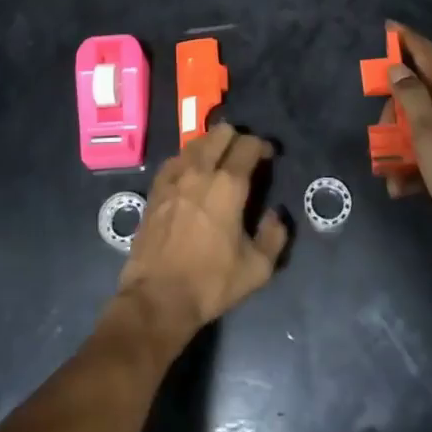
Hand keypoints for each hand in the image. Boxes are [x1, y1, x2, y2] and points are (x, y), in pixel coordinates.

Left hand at [116, 123, 288, 352]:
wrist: (158, 297)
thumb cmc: (211, 282)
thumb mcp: (257, 268)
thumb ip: (274, 236)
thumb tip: (275, 214)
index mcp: (229, 185)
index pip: (248, 145)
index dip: (261, 146)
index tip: (267, 156)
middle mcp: (201, 171)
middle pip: (220, 134)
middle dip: (236, 138)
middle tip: (243, 155)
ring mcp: (174, 177)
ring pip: (195, 142)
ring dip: (211, 145)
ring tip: (218, 160)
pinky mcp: (155, 189)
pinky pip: (175, 160)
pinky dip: (187, 159)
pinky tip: (191, 173)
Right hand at [383, 22, 431, 252]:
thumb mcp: (431, 138)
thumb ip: (413, 100)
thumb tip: (397, 67)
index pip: (428, 57)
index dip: (407, 40)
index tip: (389, 26)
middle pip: (419, 95)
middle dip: (393, 110)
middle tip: (380, 135)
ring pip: (422, 128)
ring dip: (400, 145)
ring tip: (388, 175)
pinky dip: (415, 167)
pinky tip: (403, 189)